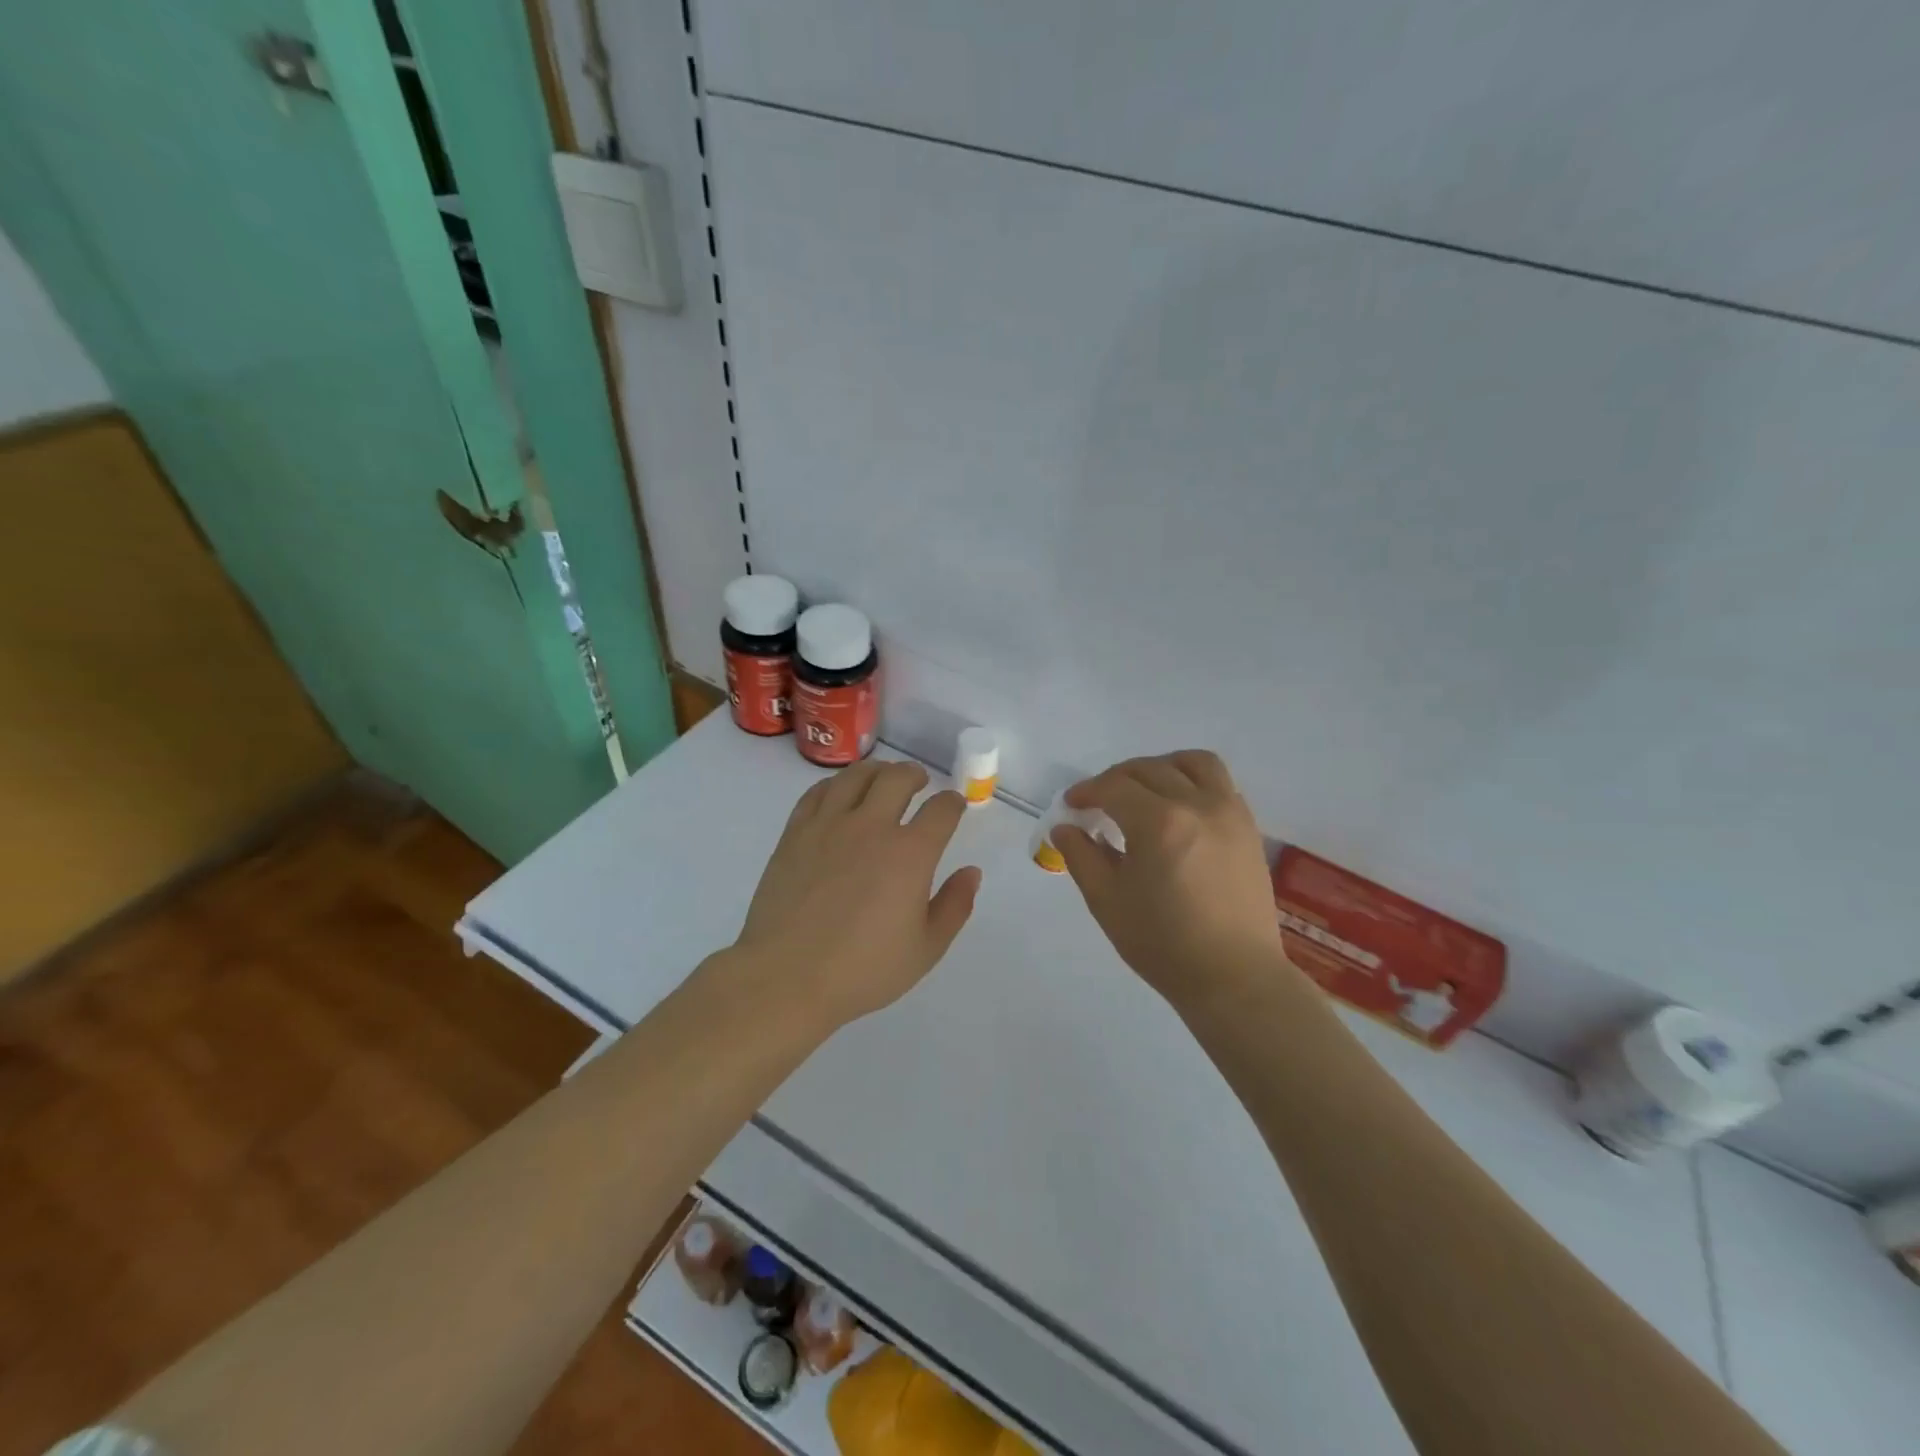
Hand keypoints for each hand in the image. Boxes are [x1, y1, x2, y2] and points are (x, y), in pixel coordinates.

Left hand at [732, 760, 981, 1029]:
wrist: (786, 977)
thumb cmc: (863, 970)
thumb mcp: (926, 949)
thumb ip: (954, 906)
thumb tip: (971, 872)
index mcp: (910, 854)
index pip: (941, 811)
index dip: (952, 803)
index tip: (953, 806)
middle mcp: (871, 827)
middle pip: (898, 778)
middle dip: (915, 775)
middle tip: (919, 782)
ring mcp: (828, 826)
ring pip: (856, 776)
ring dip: (876, 771)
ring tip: (881, 778)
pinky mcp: (795, 833)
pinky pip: (818, 792)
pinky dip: (836, 784)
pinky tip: (839, 793)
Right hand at [1054, 751, 1283, 1007]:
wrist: (1233, 977)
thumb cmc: (1163, 943)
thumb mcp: (1106, 901)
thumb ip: (1081, 856)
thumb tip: (1066, 827)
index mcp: (1158, 822)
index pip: (1113, 787)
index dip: (1086, 791)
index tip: (1072, 806)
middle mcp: (1196, 804)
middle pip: (1149, 769)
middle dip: (1116, 779)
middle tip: (1098, 802)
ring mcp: (1229, 812)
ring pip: (1192, 763)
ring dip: (1160, 767)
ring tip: (1144, 789)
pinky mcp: (1247, 827)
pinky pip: (1219, 783)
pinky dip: (1192, 781)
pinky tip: (1178, 808)